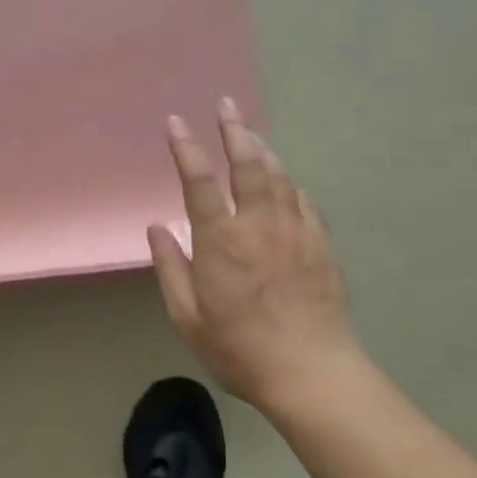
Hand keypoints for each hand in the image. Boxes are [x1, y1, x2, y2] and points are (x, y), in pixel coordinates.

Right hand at [148, 100, 358, 407]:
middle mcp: (259, 225)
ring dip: (262, 149)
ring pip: (278, 176)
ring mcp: (295, 231)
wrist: (312, 373)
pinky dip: (288, 181)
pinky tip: (283, 177)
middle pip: (247, 164)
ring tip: (249, 132)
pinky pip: (302, 199)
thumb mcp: (188, 317)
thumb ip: (171, 268)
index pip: (199, 181)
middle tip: (226, 104)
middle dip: (235, 130)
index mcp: (221, 241)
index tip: (176, 121)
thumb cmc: (240, 349)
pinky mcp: (320, 244)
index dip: (186, 147)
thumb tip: (157, 228)